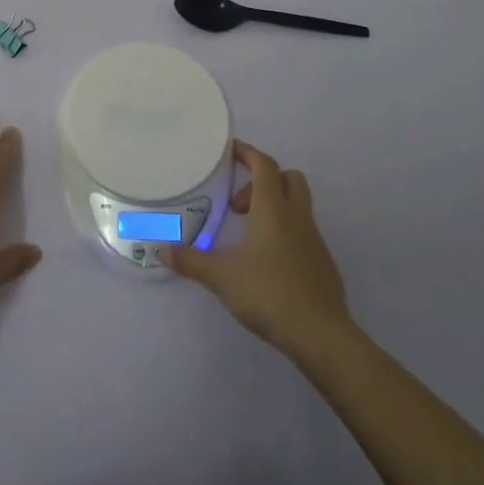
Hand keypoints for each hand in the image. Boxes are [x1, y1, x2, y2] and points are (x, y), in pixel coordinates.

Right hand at [165, 140, 353, 355]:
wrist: (321, 335)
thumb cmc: (269, 293)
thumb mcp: (221, 277)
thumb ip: (190, 261)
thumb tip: (160, 249)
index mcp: (273, 210)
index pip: (264, 166)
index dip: (248, 153)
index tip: (231, 150)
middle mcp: (297, 217)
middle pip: (289, 178)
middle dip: (264, 180)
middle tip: (238, 204)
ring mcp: (314, 240)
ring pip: (298, 206)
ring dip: (274, 208)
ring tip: (247, 236)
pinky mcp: (323, 264)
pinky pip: (303, 234)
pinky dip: (285, 234)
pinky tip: (267, 263)